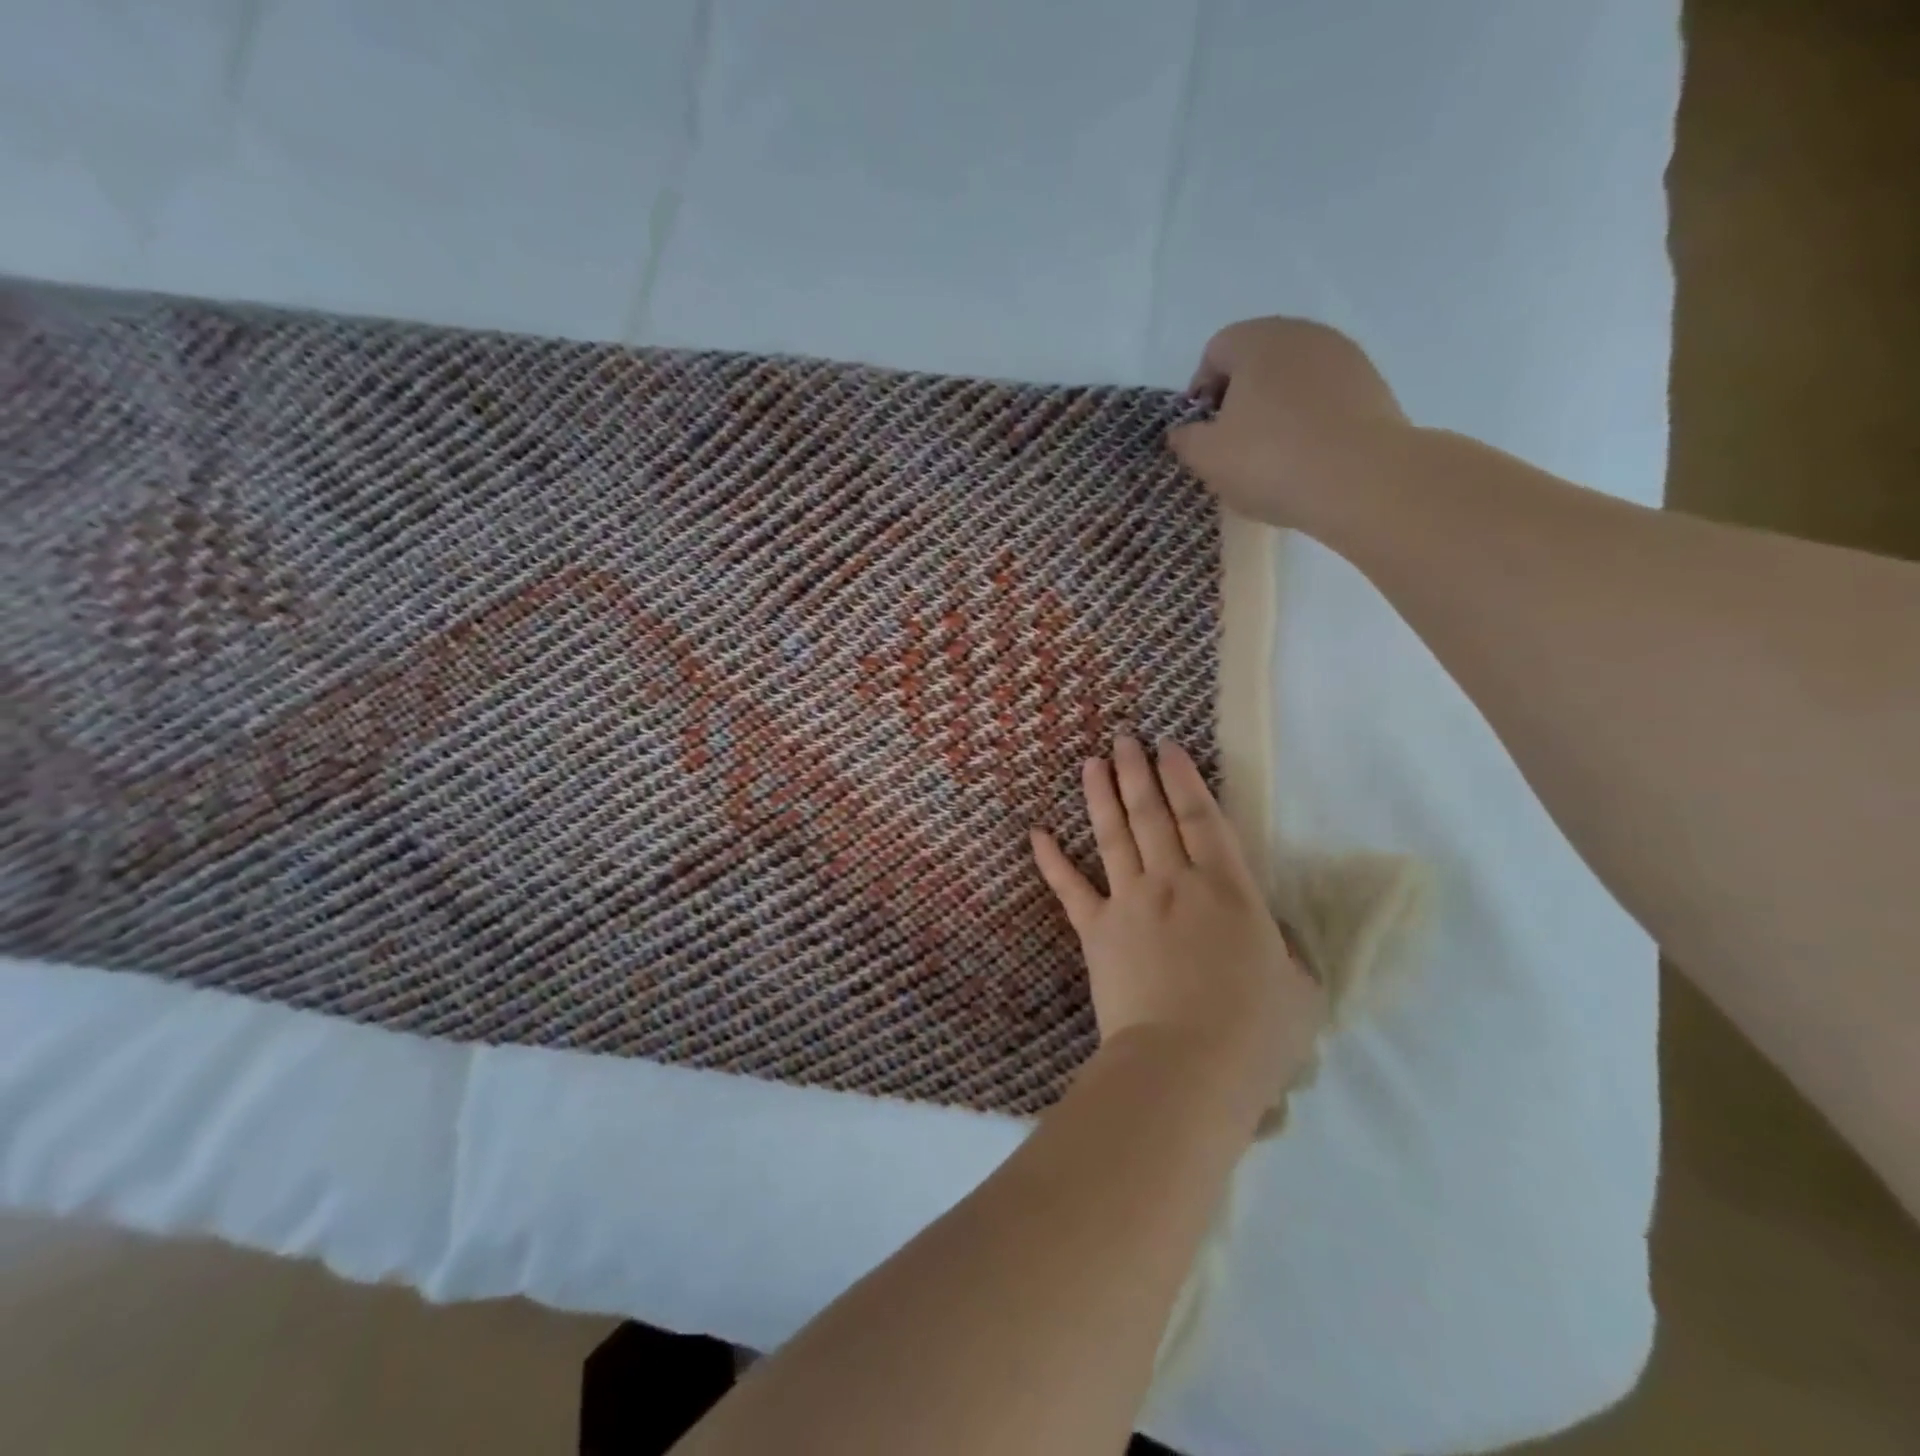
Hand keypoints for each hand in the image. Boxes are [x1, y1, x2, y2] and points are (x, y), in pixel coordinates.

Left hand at [1031, 736, 1324, 1121]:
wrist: (1185, 1066)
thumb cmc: (1254, 1033)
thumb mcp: (1300, 990)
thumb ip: (1287, 953)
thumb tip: (1276, 940)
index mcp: (1227, 889)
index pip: (1202, 817)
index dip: (1184, 778)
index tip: (1168, 747)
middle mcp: (1173, 882)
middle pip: (1152, 814)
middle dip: (1138, 772)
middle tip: (1125, 739)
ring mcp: (1129, 902)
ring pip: (1113, 836)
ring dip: (1101, 796)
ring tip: (1092, 763)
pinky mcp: (1096, 932)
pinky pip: (1069, 889)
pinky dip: (1051, 861)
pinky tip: (1036, 833)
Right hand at [1167, 317, 1410, 529]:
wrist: (1361, 480)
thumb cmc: (1270, 461)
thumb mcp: (1208, 458)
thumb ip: (1186, 439)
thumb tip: (1183, 432)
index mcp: (1256, 340)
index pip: (1215, 352)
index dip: (1201, 392)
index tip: (1203, 431)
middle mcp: (1301, 334)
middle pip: (1256, 359)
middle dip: (1239, 396)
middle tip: (1233, 443)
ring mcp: (1342, 355)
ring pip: (1293, 376)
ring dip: (1275, 406)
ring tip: (1272, 452)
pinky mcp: (1372, 382)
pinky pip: (1324, 394)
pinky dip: (1309, 417)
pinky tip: (1306, 454)